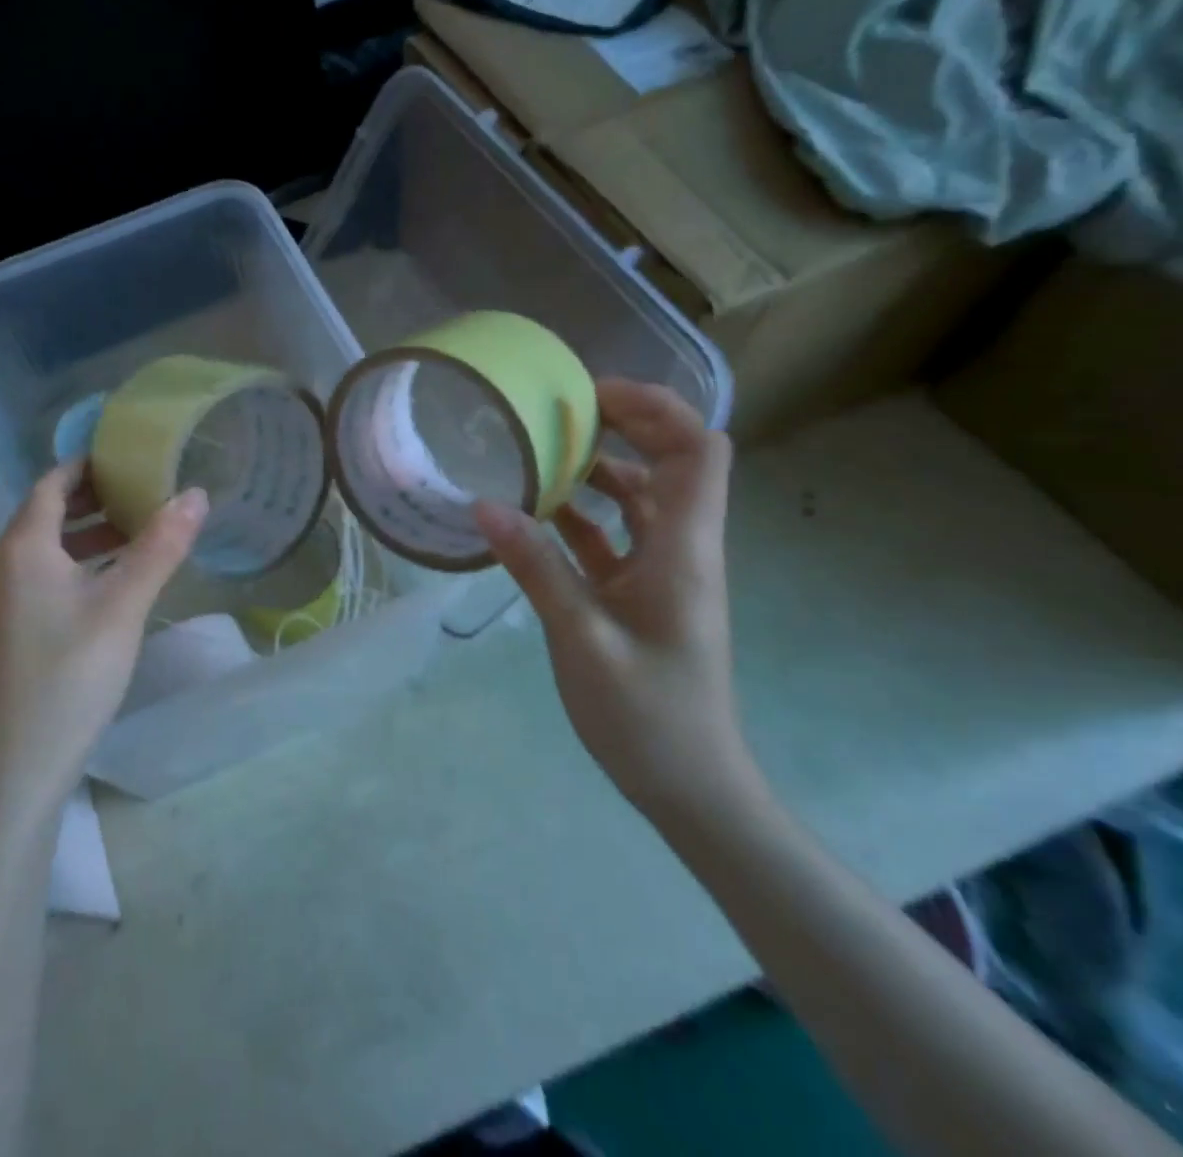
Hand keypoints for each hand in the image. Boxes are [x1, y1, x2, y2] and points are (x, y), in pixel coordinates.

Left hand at [0, 462, 206, 828]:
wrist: (18, 768)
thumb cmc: (71, 675)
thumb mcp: (123, 606)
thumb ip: (160, 546)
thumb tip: (195, 493)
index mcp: (21, 547)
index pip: (51, 484)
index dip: (85, 465)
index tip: (123, 455)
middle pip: (44, 514)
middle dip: (91, 499)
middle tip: (139, 491)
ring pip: (42, 549)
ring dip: (84, 535)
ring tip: (133, 533)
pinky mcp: (2, 630)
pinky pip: (38, 576)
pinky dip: (72, 565)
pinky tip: (106, 585)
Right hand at [473, 380, 757, 820]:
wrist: (691, 787)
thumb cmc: (647, 716)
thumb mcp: (580, 638)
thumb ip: (535, 567)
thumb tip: (485, 503)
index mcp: (684, 549)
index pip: (697, 450)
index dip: (656, 408)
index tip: (592, 395)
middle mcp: (681, 548)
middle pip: (671, 461)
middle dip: (622, 425)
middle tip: (556, 412)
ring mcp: (662, 572)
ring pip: (640, 497)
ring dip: (597, 469)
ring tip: (538, 453)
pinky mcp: (640, 594)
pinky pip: (614, 536)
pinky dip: (581, 516)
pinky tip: (534, 514)